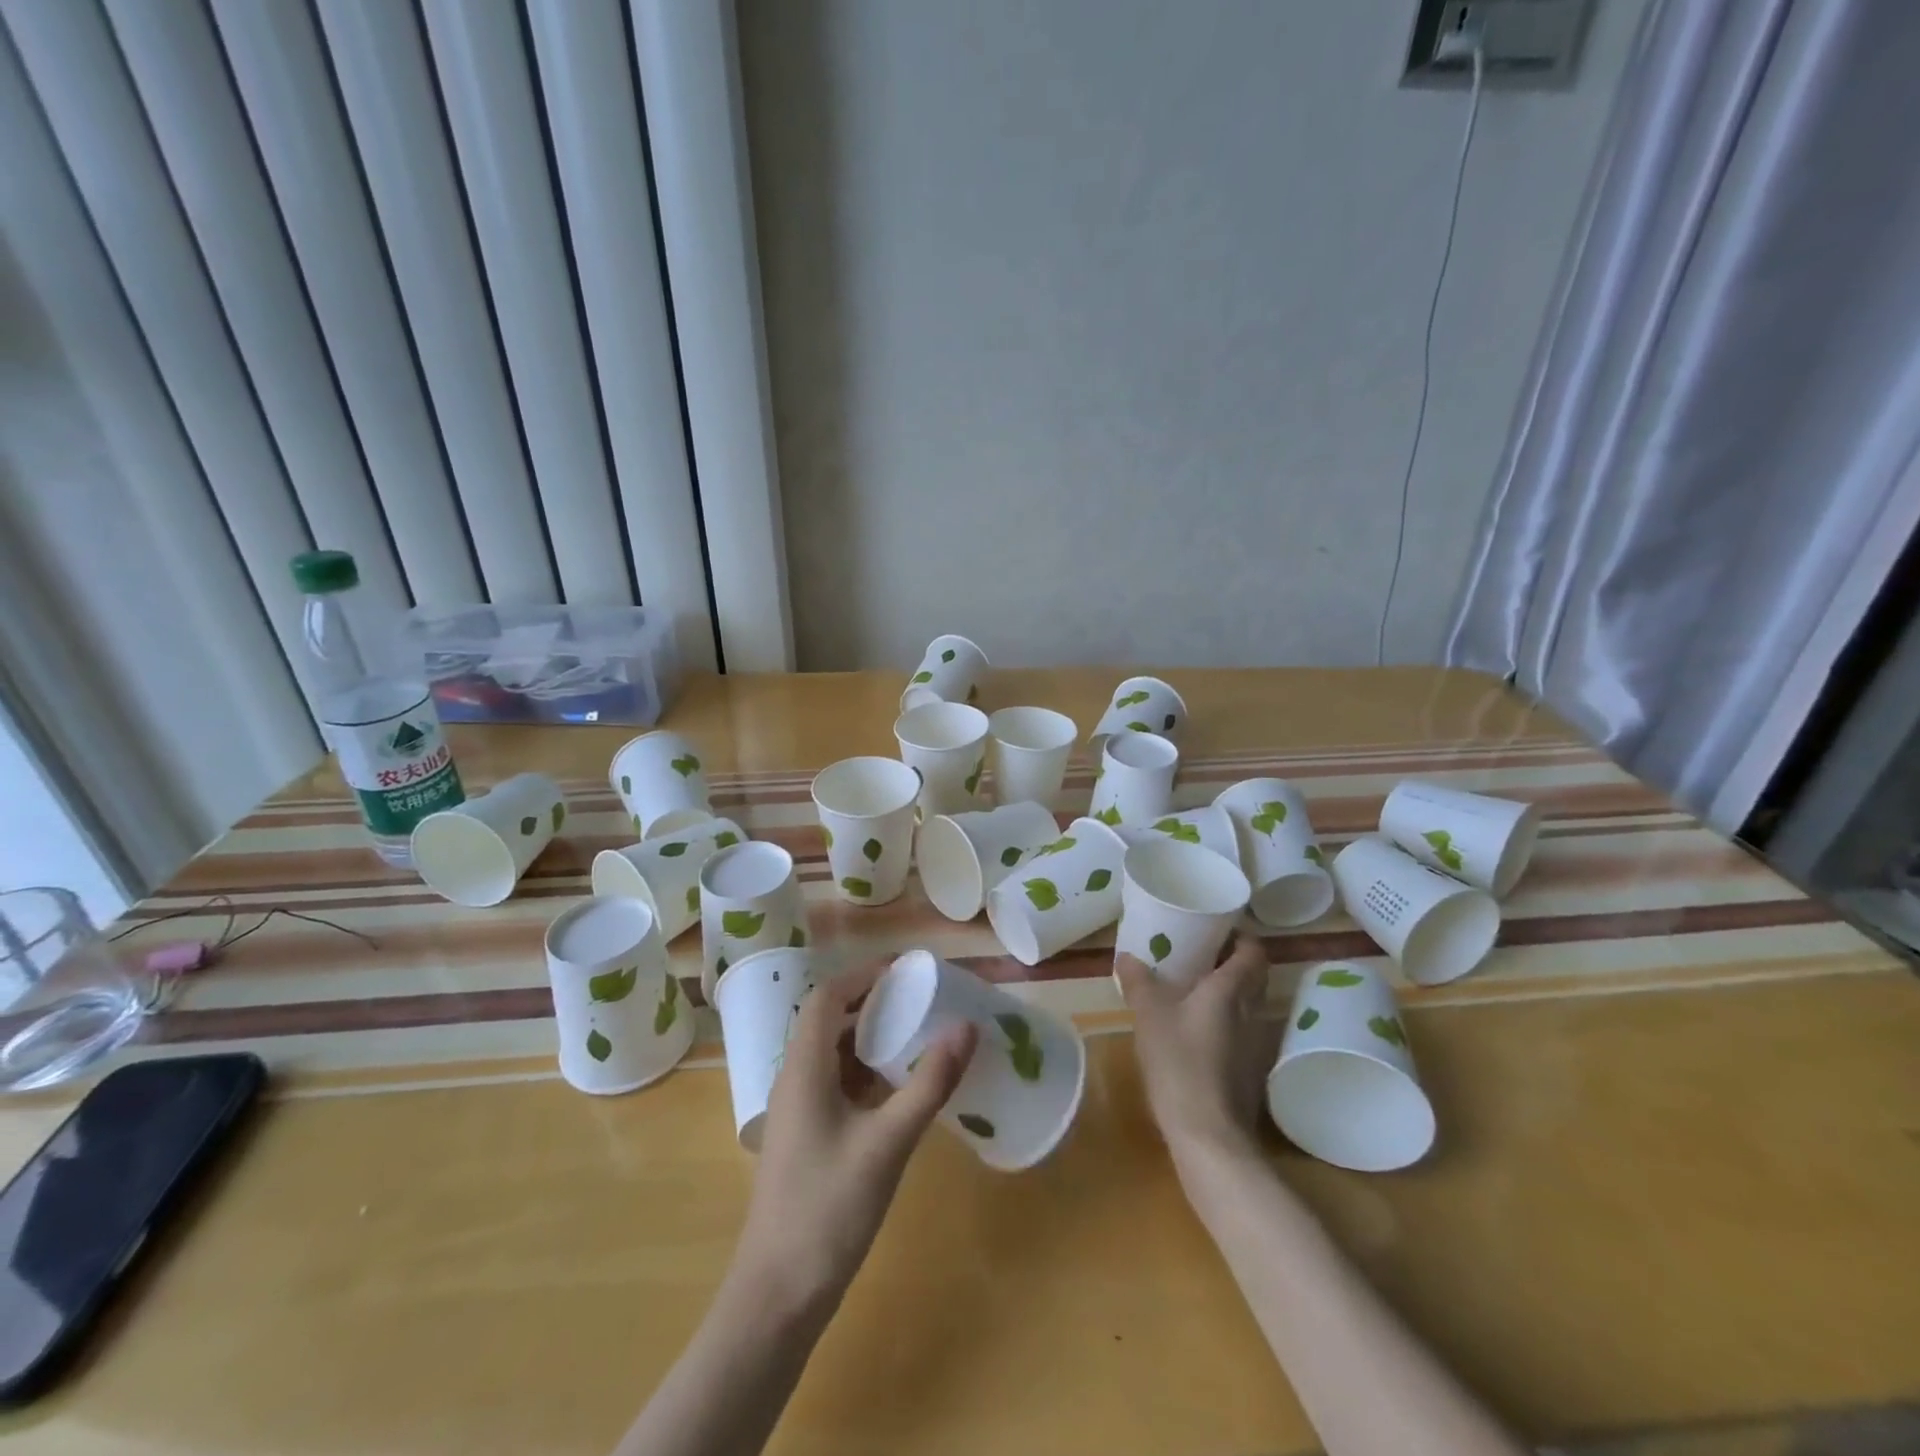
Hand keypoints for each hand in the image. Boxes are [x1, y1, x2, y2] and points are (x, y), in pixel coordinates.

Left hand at [730, 961, 976, 1319]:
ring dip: (871, 1040)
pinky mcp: (806, 1138)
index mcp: (803, 1068)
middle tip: (921, 1000)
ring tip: (918, 1036)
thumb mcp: (888, 1142)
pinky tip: (900, 1090)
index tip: (906, 970)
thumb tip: (966, 1026)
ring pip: (833, 1055)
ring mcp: (797, 1112)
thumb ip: (928, 1083)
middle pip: (829, 1021)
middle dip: (873, 1003)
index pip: (826, 997)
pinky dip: (867, 1075)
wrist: (778, 1297)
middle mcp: (794, 1080)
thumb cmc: (828, 1209)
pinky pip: (836, 1086)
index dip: (863, 975)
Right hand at [1116, 934, 1279, 1174]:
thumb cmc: (1180, 1062)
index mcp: (1230, 990)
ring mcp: (1253, 1046)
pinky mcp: (1246, 1073)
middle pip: (1255, 977)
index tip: (1218, 928)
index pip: (1253, 952)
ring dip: (1230, 993)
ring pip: (1248, 1006)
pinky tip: (1197, 1030)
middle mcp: (1250, 1012)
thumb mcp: (1149, 1015)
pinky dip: (1225, 1022)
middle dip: (1234, 961)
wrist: (1209, 1135)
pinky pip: (1240, 1032)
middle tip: (1202, 952)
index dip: (1242, 936)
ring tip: (1195, 987)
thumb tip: (1126, 956)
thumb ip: (1138, 982)